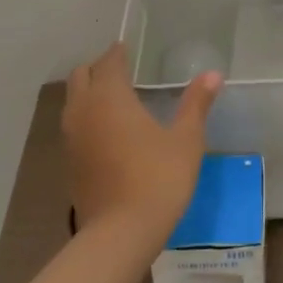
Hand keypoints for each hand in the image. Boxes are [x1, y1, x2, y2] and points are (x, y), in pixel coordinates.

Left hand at [62, 43, 221, 242]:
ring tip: (116, 99)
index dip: (119, 53)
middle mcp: (84, 110)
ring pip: (72, 101)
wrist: (121, 233)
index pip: (109, 62)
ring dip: (89, 93)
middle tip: (123, 72)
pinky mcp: (69, 162)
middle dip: (99, 69)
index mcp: (110, 97)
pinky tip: (108, 131)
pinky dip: (86, 117)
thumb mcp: (186, 140)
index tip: (130, 49)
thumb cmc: (158, 178)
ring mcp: (71, 138)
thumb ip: (196, 104)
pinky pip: (73, 126)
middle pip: (81, 76)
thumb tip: (213, 74)